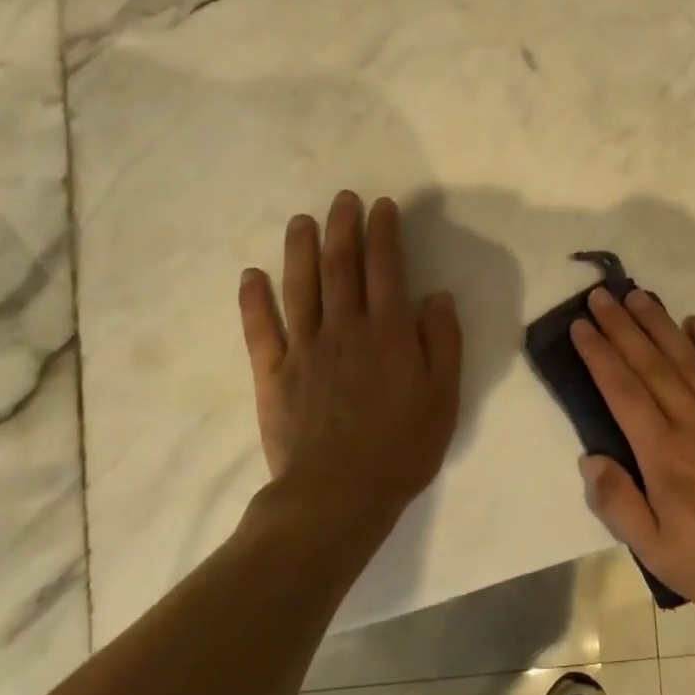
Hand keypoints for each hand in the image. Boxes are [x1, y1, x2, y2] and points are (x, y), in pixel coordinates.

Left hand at [238, 191, 462, 522]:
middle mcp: (345, 328)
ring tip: (301, 220)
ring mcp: (305, 349)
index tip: (382, 206)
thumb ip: (443, 341)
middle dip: (343, 227)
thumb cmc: (401, 447)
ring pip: (301, 287)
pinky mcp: (274, 374)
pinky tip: (251, 275)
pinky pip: (261, 330)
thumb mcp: (444, 396)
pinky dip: (254, 301)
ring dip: (300, 249)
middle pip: (341, 266)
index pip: (386, 268)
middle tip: (343, 198)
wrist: (338, 496)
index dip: (384, 233)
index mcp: (388, 332)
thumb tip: (437, 296)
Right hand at [570, 288, 694, 616]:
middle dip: (621, 326)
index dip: (599, 354)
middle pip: (649, 363)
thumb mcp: (655, 551)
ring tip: (638, 296)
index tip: (581, 326)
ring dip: (659, 323)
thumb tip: (590, 457)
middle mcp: (692, 420)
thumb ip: (618, 503)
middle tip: (601, 295)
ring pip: (686, 357)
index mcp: (662, 452)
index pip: (622, 390)